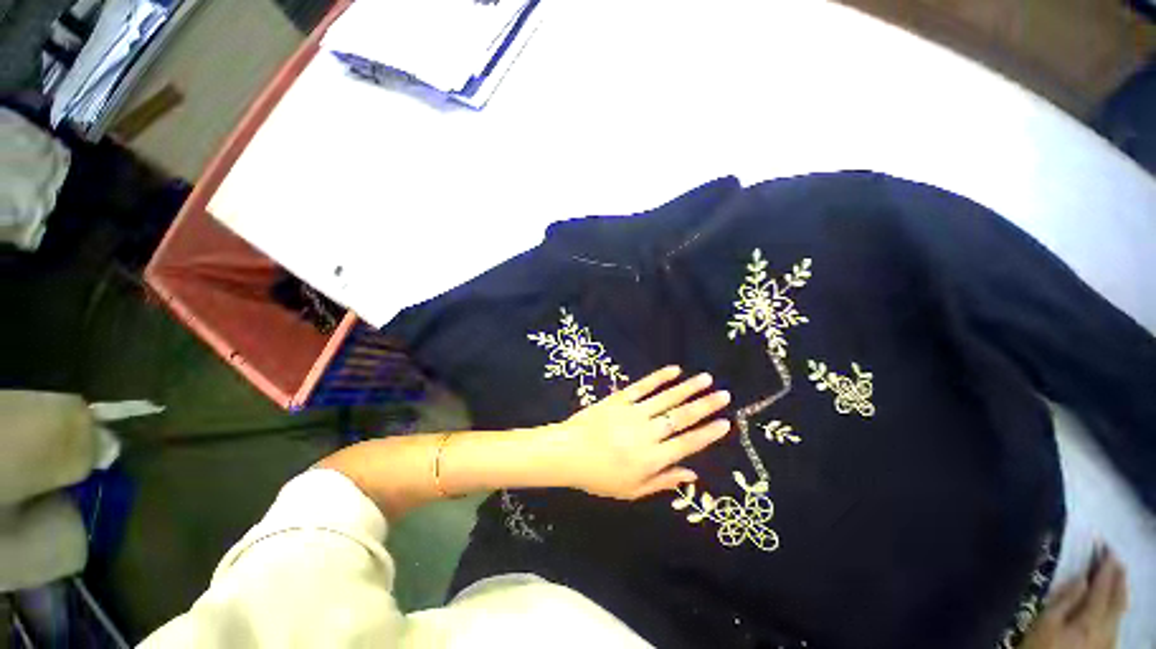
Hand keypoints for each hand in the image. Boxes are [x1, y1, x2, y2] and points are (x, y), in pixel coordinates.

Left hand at [547, 366, 730, 499]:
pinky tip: (674, 370)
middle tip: (724, 395)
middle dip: (705, 405)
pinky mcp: (619, 399)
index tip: (726, 422)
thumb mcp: (632, 490)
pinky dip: (659, 378)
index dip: (708, 433)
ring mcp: (632, 413)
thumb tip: (692, 475)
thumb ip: (663, 481)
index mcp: (651, 459)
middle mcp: (646, 433)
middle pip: (681, 417)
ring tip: (706, 379)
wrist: (568, 453)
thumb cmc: (599, 476)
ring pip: (665, 398)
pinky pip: (642, 386)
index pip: (687, 444)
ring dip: (687, 388)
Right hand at [1022, 543, 1128, 648]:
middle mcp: (1105, 628)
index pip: (1101, 588)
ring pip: (1120, 612)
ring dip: (1121, 591)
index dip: (1105, 568)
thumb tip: (1081, 579)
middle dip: (1117, 578)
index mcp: (1089, 619)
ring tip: (1120, 575)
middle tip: (1117, 557)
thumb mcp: (1044, 624)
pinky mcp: (1106, 647)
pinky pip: (1117, 623)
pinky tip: (1117, 606)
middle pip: (1116, 600)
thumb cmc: (1040, 646)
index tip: (1106, 548)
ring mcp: (1107, 641)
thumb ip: (1064, 602)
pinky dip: (1119, 607)